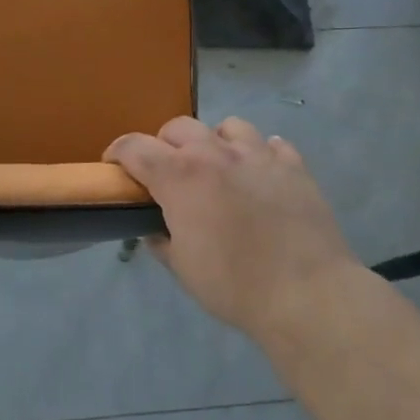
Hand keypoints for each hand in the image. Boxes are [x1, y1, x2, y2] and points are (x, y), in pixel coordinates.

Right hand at [105, 116, 355, 336]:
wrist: (306, 293)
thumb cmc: (234, 284)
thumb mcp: (182, 268)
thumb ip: (161, 240)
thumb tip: (155, 229)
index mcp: (180, 176)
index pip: (135, 147)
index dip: (118, 152)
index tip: (113, 165)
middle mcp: (215, 153)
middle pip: (179, 127)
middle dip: (165, 144)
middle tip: (168, 172)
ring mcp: (258, 155)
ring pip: (228, 126)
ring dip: (215, 142)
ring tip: (219, 167)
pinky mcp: (293, 166)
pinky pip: (272, 145)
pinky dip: (261, 155)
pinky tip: (261, 175)